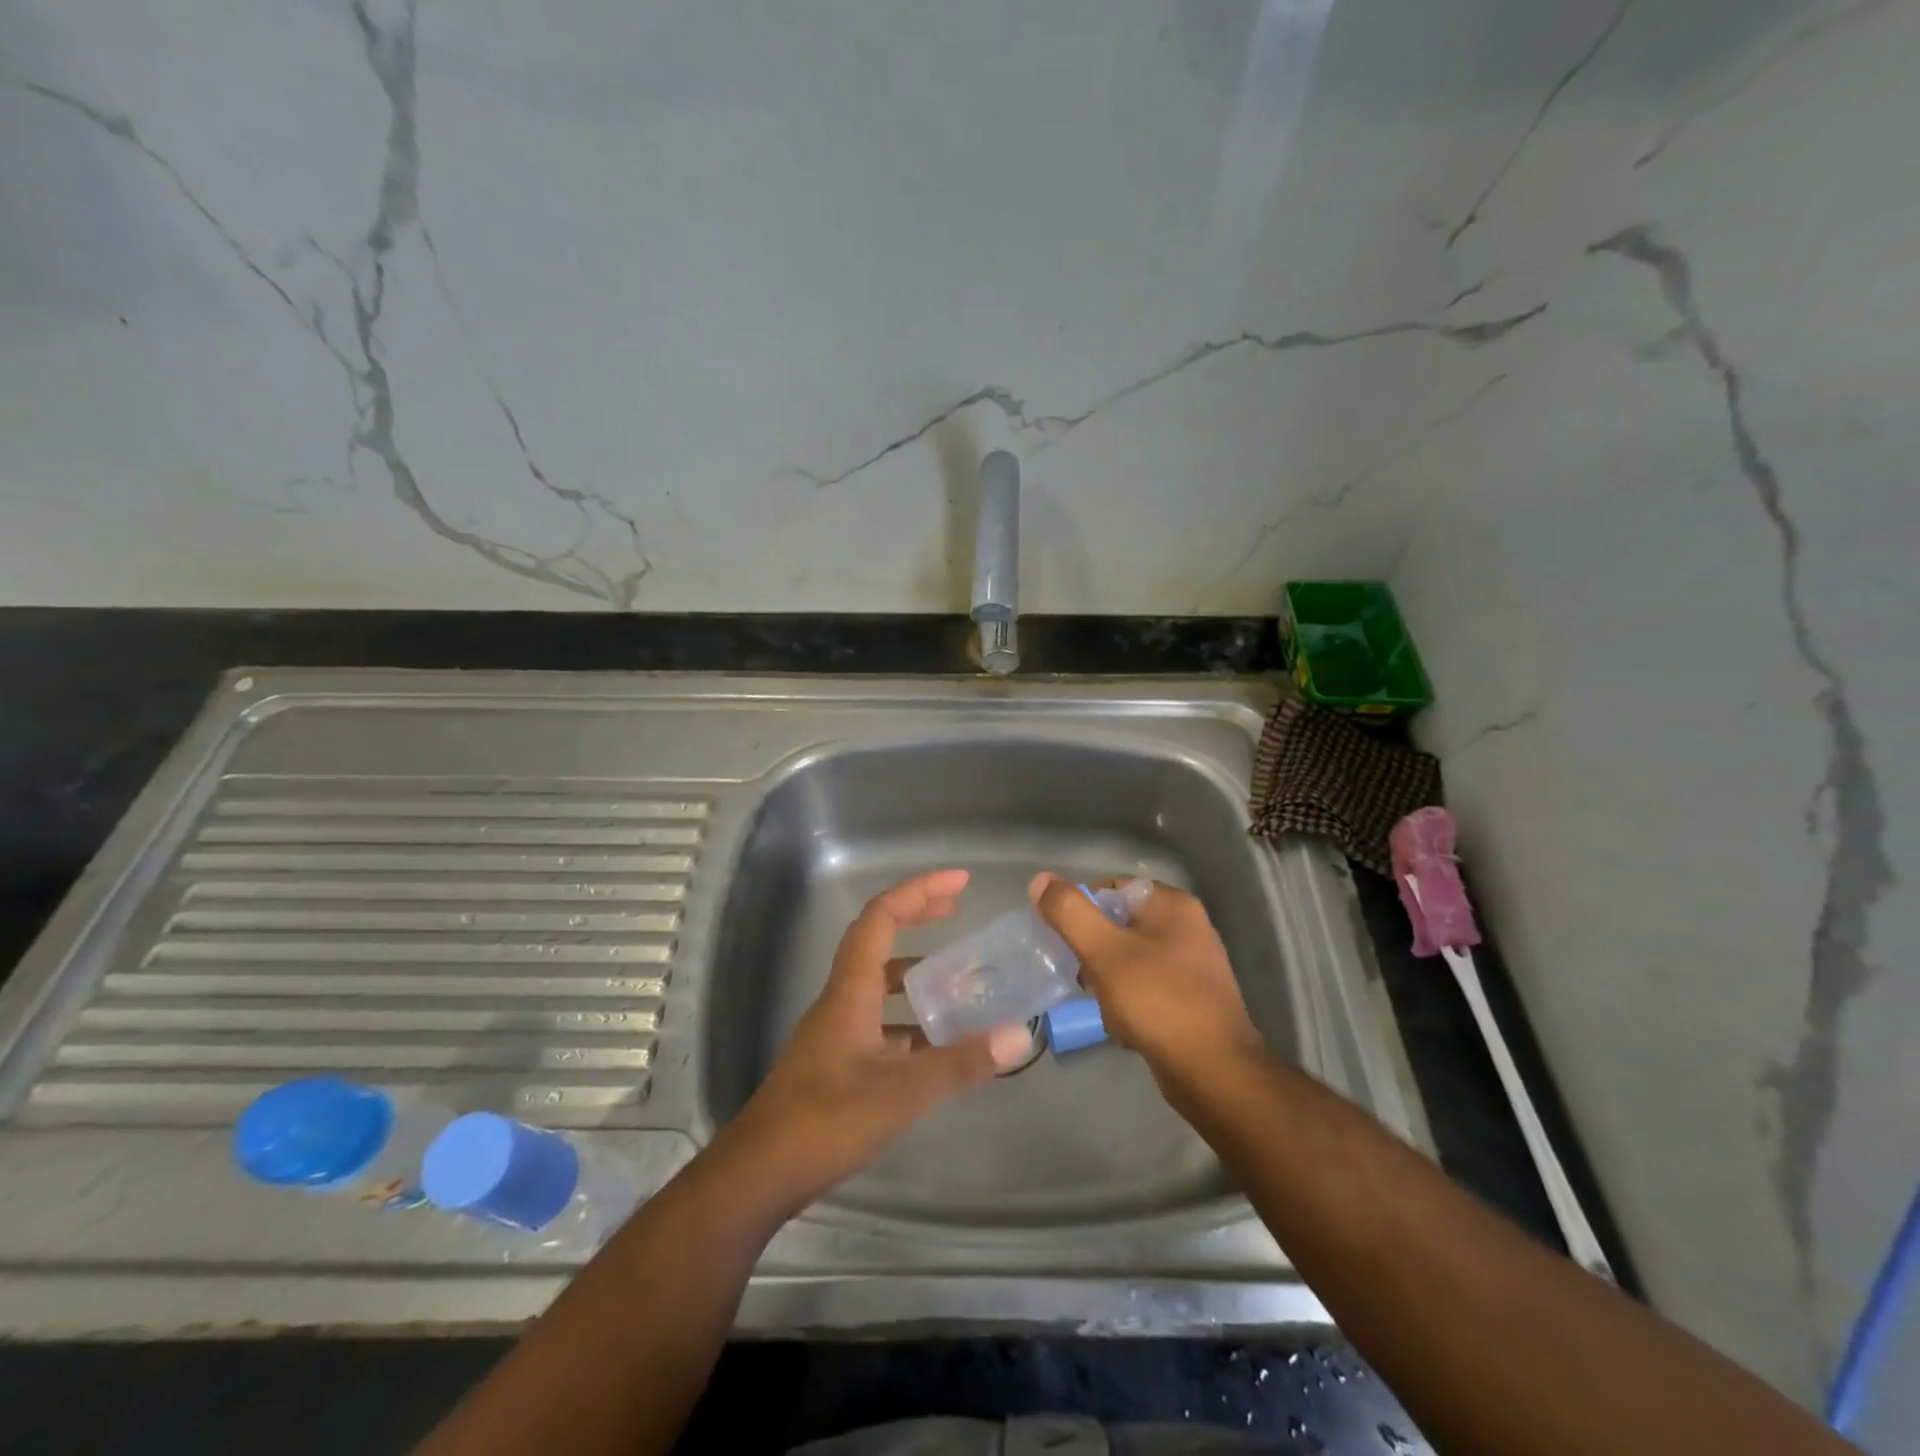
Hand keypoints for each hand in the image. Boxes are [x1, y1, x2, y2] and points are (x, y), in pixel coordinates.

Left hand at [713, 869, 1032, 1216]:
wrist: (759, 1175)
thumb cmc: (825, 1122)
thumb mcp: (901, 1093)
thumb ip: (960, 1064)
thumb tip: (1017, 1035)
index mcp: (850, 991)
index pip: (881, 918)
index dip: (918, 891)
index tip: (959, 883)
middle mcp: (842, 1000)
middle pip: (877, 939)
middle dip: (916, 915)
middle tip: (958, 908)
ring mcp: (837, 1032)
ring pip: (878, 983)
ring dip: (915, 970)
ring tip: (959, 977)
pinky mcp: (838, 1062)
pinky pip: (879, 1020)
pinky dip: (910, 1018)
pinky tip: (937, 1043)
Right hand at [1030, 873, 1260, 1087]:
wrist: (1213, 1072)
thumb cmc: (1157, 1001)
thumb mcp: (1104, 952)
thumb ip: (1070, 913)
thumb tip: (1040, 880)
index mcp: (1172, 904)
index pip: (1111, 888)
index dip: (1082, 912)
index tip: (1066, 943)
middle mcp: (1187, 926)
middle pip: (1118, 924)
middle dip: (1094, 951)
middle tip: (1083, 977)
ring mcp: (1192, 963)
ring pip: (1129, 958)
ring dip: (1108, 980)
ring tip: (1105, 1005)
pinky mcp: (1191, 997)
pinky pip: (1146, 986)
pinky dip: (1129, 1001)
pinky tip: (1123, 1025)